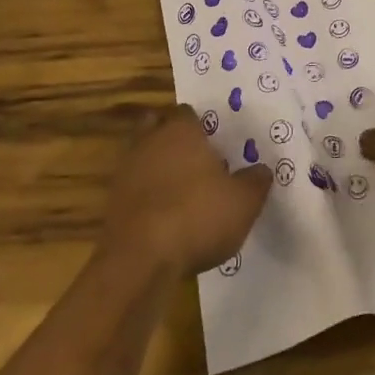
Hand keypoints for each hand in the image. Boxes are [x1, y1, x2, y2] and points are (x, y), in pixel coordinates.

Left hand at [99, 106, 271, 275]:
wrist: (140, 261)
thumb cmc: (196, 216)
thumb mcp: (243, 202)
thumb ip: (255, 182)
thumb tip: (262, 170)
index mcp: (181, 130)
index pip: (188, 113)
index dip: (201, 126)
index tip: (215, 145)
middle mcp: (150, 141)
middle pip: (157, 127)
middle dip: (171, 139)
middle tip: (194, 161)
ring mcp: (126, 172)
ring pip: (142, 158)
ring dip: (156, 170)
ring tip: (180, 194)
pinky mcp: (112, 204)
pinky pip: (133, 190)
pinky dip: (145, 198)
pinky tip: (163, 220)